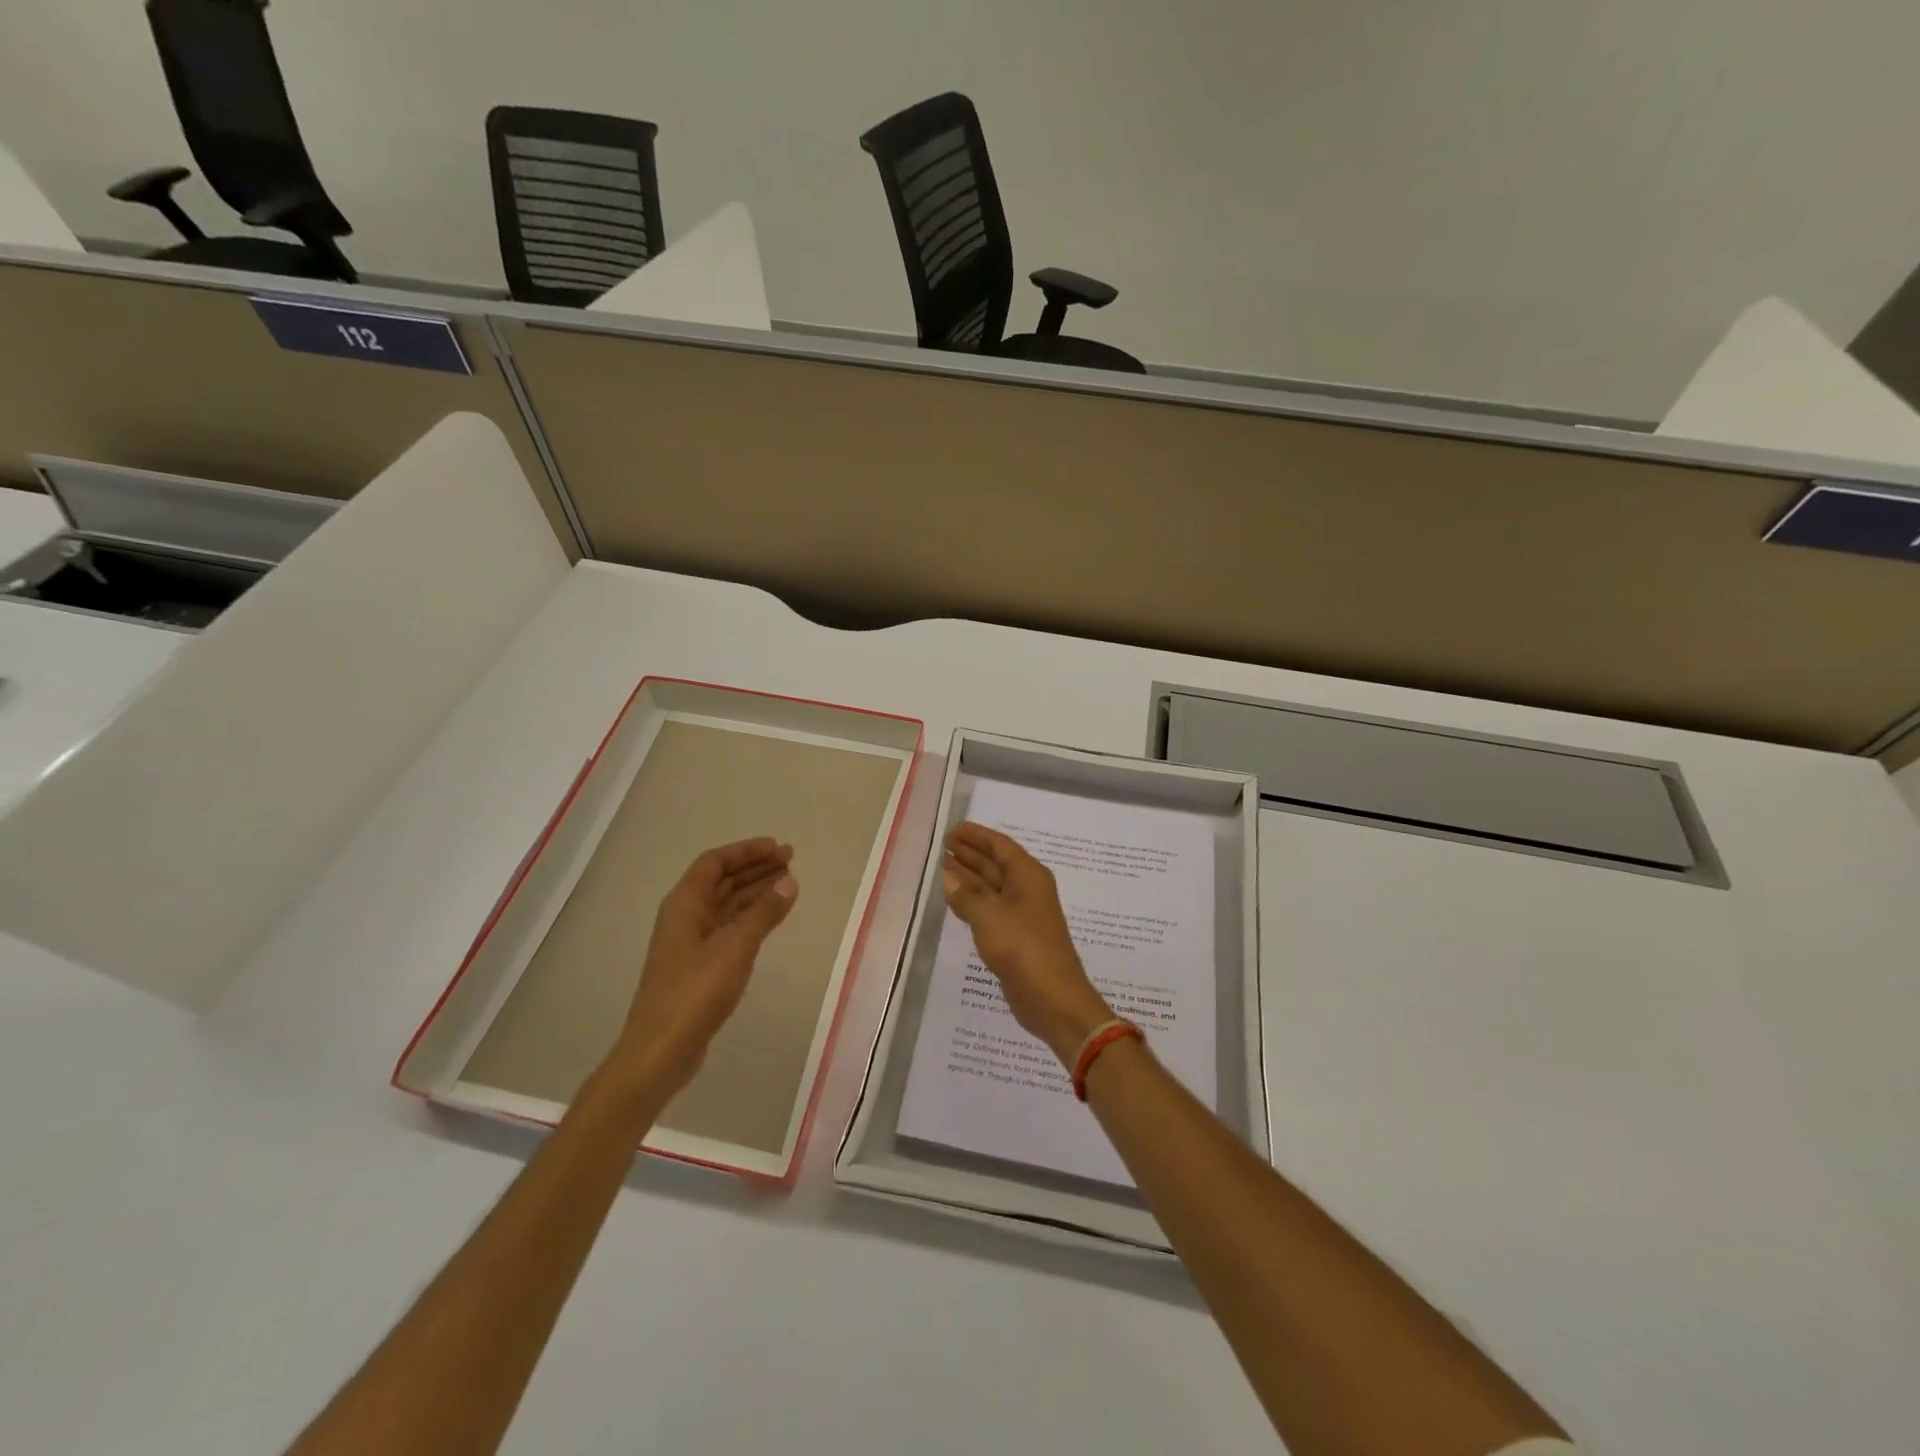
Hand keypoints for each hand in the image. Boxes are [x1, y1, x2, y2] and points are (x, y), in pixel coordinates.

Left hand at [612, 837, 797, 1093]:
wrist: (660, 1051)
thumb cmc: (695, 992)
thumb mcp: (735, 947)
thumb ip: (764, 913)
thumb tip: (789, 881)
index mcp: (685, 904)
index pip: (715, 863)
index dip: (746, 851)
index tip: (777, 847)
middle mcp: (685, 916)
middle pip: (721, 881)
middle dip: (755, 868)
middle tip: (790, 860)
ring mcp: (690, 942)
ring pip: (726, 904)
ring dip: (755, 891)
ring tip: (788, 883)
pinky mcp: (698, 965)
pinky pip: (728, 926)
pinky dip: (750, 917)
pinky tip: (770, 919)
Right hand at [942, 822, 1114, 1065]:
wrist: (1052, 998)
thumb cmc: (1023, 948)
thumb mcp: (989, 915)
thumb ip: (966, 894)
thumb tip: (948, 875)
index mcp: (1028, 875)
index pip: (1000, 846)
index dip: (977, 836)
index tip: (954, 829)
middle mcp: (1027, 890)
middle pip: (996, 864)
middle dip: (970, 853)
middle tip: (943, 845)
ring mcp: (1022, 914)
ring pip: (992, 887)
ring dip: (969, 876)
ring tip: (943, 867)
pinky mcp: (1015, 937)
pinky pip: (990, 909)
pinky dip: (973, 900)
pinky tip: (956, 900)